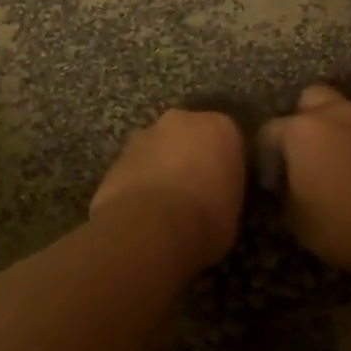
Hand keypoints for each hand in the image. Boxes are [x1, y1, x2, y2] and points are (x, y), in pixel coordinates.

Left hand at [90, 109, 246, 273]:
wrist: (149, 229)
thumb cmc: (206, 219)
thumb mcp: (234, 210)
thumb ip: (224, 190)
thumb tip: (216, 198)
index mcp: (220, 128)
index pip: (229, 140)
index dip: (225, 165)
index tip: (224, 187)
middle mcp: (182, 121)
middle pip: (190, 135)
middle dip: (191, 156)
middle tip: (195, 191)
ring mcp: (145, 135)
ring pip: (158, 148)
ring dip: (161, 166)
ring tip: (164, 204)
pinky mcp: (116, 157)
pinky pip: (135, 167)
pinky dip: (139, 182)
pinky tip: (141, 210)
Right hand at [260, 85, 350, 279]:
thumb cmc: (348, 226)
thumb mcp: (299, 224)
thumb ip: (286, 197)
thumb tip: (289, 189)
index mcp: (302, 131)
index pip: (269, 130)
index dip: (265, 155)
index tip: (273, 182)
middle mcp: (337, 115)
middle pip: (311, 99)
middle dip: (303, 120)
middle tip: (306, 155)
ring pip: (346, 115)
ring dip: (338, 134)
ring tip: (341, 170)